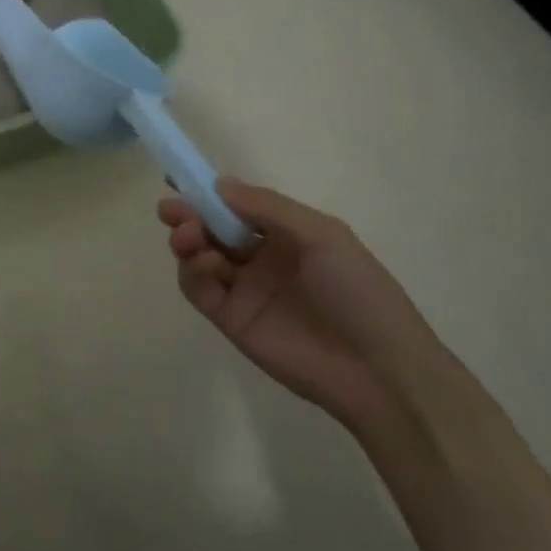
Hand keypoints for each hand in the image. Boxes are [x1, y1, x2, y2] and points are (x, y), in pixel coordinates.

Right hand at [159, 179, 450, 434]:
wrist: (377, 370)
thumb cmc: (357, 290)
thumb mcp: (322, 235)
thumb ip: (268, 207)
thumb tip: (218, 183)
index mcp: (287, 234)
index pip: (239, 207)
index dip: (210, 194)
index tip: (181, 180)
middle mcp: (262, 258)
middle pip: (213, 230)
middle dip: (190, 216)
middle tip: (172, 211)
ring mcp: (245, 290)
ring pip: (201, 257)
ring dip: (188, 240)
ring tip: (189, 237)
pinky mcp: (231, 320)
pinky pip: (200, 290)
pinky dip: (193, 272)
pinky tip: (204, 263)